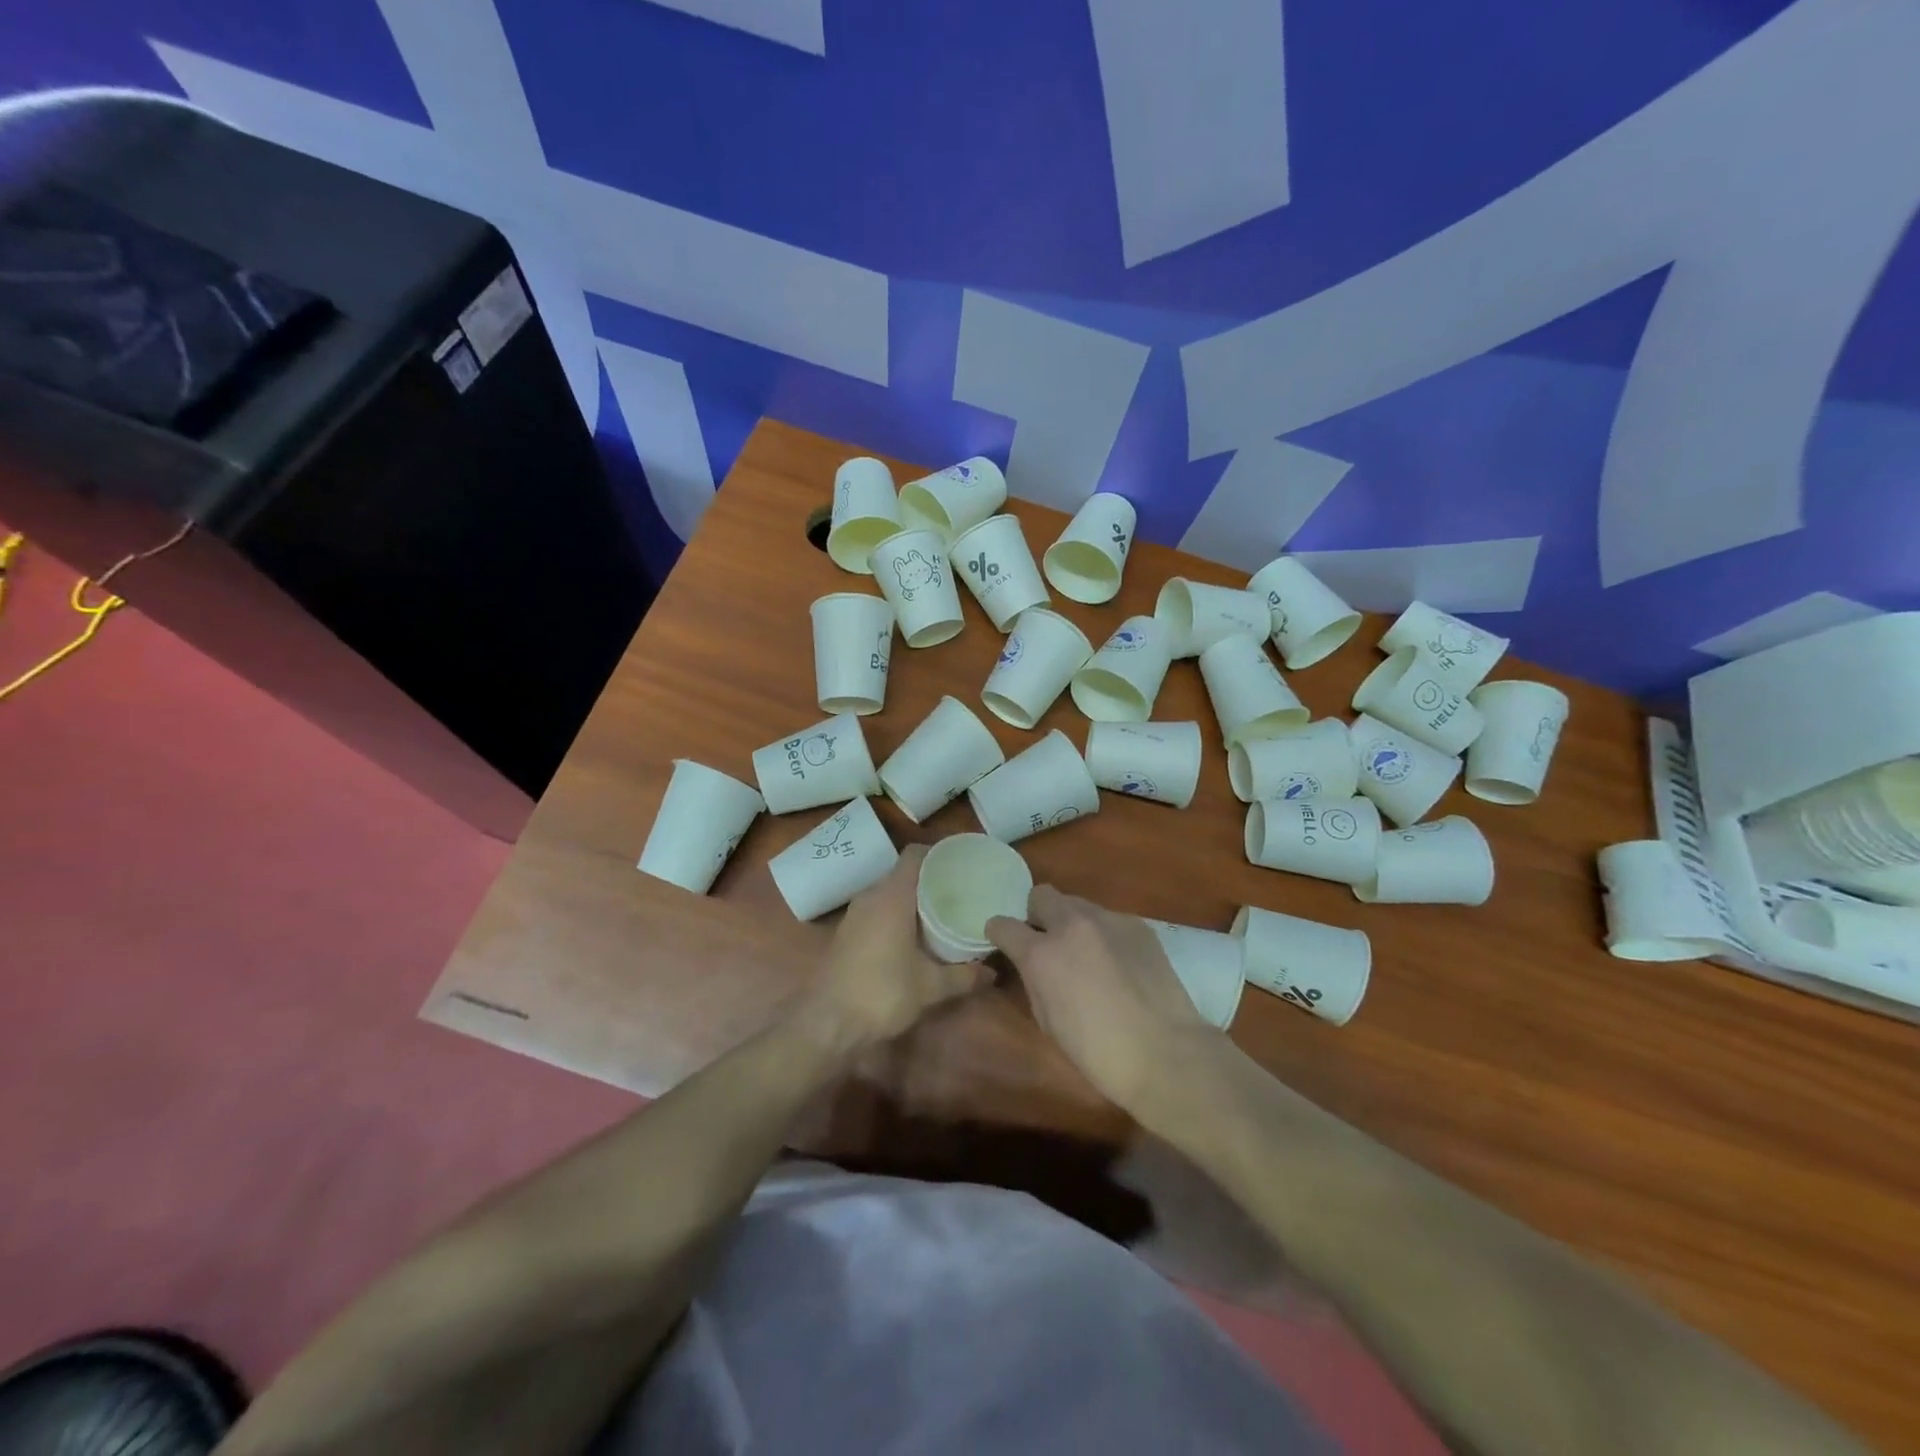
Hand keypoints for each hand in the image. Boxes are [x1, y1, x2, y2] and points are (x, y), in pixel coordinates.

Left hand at [804, 845, 989, 1047]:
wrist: (828, 1024)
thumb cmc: (882, 994)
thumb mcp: (930, 987)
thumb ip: (963, 976)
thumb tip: (992, 972)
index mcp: (892, 897)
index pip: (914, 855)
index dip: (938, 854)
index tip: (962, 864)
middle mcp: (871, 897)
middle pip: (904, 873)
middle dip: (931, 879)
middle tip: (960, 891)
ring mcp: (855, 914)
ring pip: (889, 893)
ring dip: (913, 899)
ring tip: (942, 911)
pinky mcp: (847, 932)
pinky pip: (877, 910)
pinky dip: (897, 914)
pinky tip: (915, 934)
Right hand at [987, 887, 1218, 1115]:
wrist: (1166, 1053)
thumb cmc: (1098, 1052)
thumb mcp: (1048, 1021)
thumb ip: (1035, 981)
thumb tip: (1036, 967)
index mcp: (1041, 954)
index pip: (1003, 924)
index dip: (999, 933)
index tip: (1005, 942)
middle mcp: (1071, 925)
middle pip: (1041, 895)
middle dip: (1037, 915)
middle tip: (1049, 943)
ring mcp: (1108, 920)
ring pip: (1077, 904)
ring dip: (1073, 923)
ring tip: (1088, 954)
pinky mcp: (1138, 925)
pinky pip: (1109, 919)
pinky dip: (1105, 934)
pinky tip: (1119, 963)